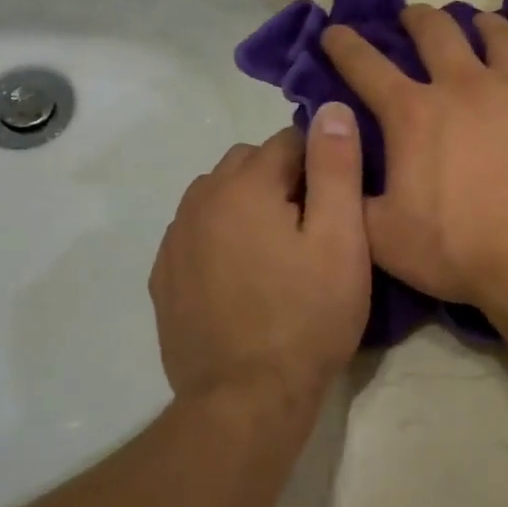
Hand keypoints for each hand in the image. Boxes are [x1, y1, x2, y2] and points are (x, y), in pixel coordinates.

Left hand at [150, 107, 368, 402]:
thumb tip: (331, 107)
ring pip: (218, 197)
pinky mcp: (165, 279)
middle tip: (316, 229)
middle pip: (249, 164)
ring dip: (250, 207)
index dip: (323, 164)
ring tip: (281, 253)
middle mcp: (199, 201)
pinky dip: (223, 238)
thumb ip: (336, 167)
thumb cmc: (308, 317)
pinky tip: (246, 278)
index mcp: (243, 185)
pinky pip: (198, 235)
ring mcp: (175, 241)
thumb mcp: (341, 240)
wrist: (247, 399)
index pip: (289, 140)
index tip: (342, 202)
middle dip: (284, 180)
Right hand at [321, 6, 507, 305]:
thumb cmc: (458, 249)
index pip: (366, 67)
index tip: (334, 30)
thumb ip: (353, 195)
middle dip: (418, 19)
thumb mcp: (383, 236)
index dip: (345, 45)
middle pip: (437, 32)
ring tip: (483, 24)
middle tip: (413, 17)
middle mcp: (465, 86)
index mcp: (414, 114)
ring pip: (502, 36)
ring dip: (486, 25)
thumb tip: (337, 164)